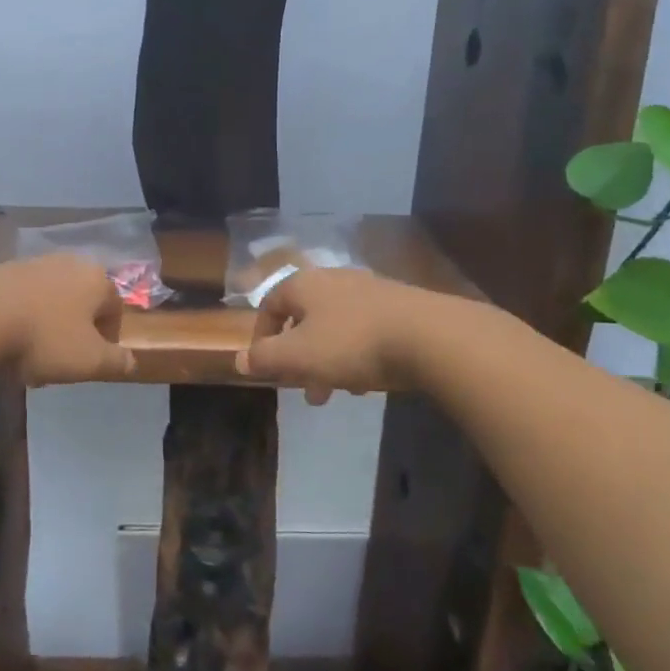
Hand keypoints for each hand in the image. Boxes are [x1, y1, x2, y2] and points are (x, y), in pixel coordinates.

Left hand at [0, 254, 136, 384]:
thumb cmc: (44, 338)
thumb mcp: (89, 361)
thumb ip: (116, 361)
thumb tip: (131, 361)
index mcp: (97, 279)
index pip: (115, 307)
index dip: (109, 337)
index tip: (93, 360)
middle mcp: (69, 262)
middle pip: (82, 301)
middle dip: (76, 330)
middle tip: (62, 360)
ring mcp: (34, 263)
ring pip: (52, 299)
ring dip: (49, 324)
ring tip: (31, 355)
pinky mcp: (3, 269)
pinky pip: (24, 297)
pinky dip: (23, 317)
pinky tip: (8, 341)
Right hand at [234, 266, 428, 402]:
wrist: (429, 335)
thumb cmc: (352, 343)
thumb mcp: (299, 356)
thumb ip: (266, 358)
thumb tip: (240, 359)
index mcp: (304, 285)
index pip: (270, 305)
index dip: (262, 336)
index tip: (266, 366)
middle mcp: (334, 279)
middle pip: (305, 319)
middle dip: (300, 358)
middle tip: (304, 390)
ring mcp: (369, 290)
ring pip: (335, 327)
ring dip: (329, 360)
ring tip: (338, 392)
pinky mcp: (398, 305)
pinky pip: (365, 330)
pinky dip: (357, 354)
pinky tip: (369, 379)